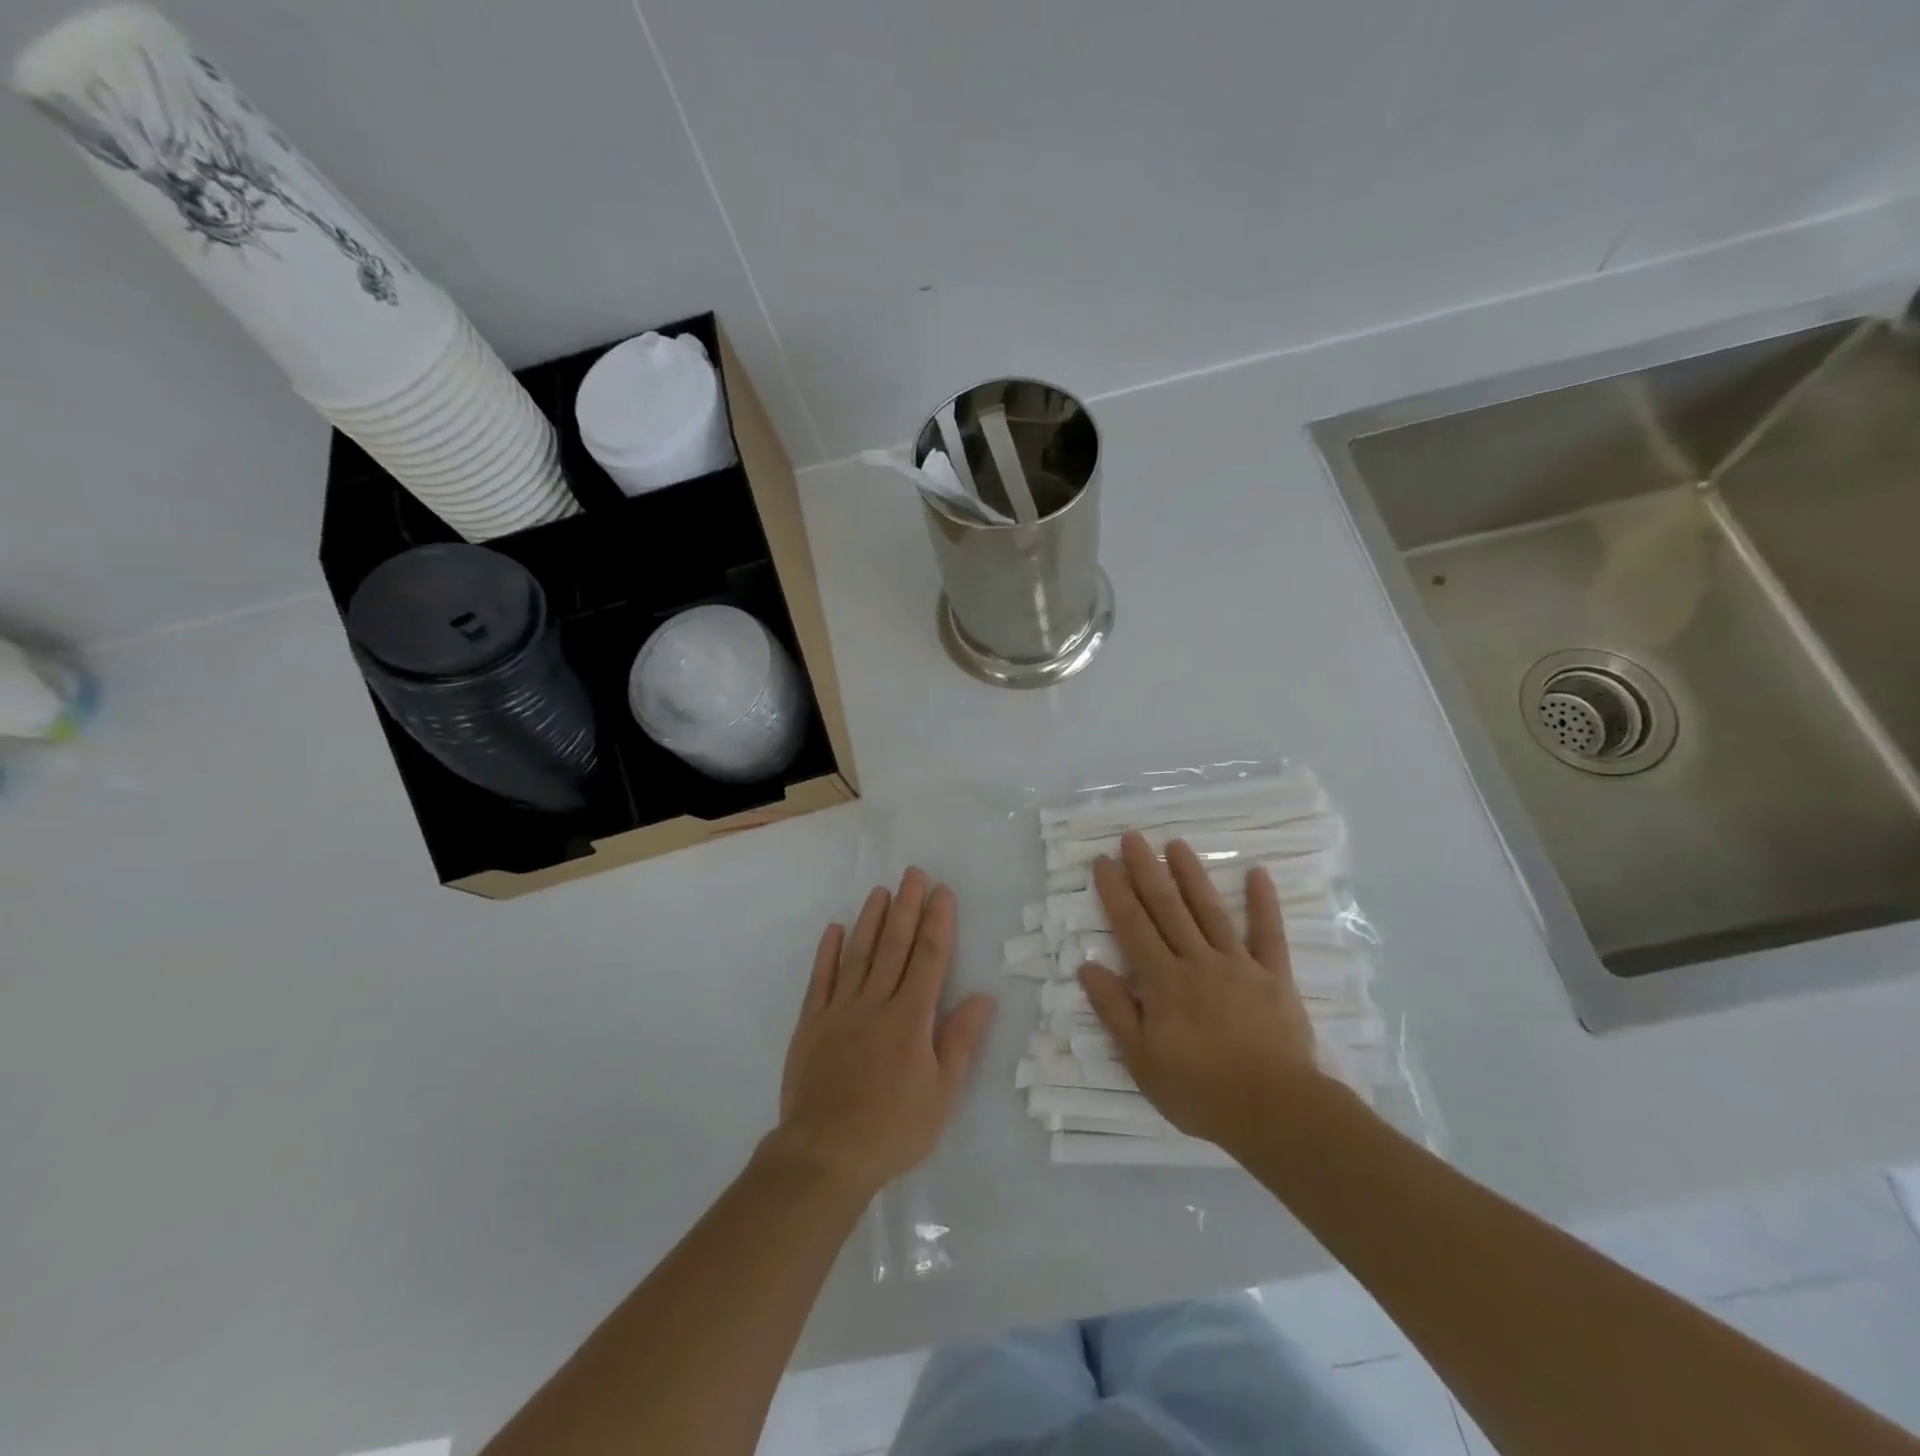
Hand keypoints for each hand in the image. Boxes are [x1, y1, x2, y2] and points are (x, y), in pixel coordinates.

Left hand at [768, 868, 995, 1197]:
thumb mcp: (942, 1094)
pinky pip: (820, 980)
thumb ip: (960, 1041)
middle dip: (907, 907)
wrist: (824, 1155)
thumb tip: (984, 997)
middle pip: (895, 946)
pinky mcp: (810, 1024)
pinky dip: (827, 953)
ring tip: (881, 890)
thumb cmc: (893, 1129)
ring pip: (858, 954)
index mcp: (911, 1018)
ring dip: (871, 919)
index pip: (930, 959)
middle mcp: (876, 1003)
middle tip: (914, 873)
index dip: (938, 923)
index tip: (943, 892)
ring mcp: (839, 1011)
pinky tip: (834, 929)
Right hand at [1077, 832, 1346, 1153]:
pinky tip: (1258, 872)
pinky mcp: (1274, 976)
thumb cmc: (1201, 1091)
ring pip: (1210, 911)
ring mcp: (1239, 965)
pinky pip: (1269, 934)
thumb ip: (1115, 1012)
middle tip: (1133, 837)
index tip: (1103, 861)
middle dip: (1147, 870)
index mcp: (1164, 982)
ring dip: (1192, 875)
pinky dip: (1264, 903)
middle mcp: (1198, 962)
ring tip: (1176, 844)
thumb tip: (1087, 966)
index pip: (1132, 926)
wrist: (1276, 1111)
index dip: (1115, 891)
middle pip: (1167, 908)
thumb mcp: (1142, 1062)